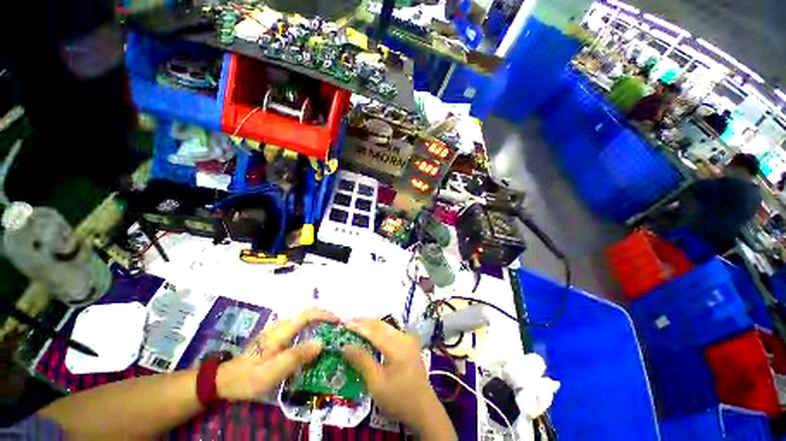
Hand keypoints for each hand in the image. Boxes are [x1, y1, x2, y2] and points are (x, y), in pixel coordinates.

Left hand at [216, 307, 337, 401]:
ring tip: (328, 330)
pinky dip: (310, 325)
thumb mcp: (273, 371)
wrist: (224, 380)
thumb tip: (321, 342)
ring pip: (302, 318)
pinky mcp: (274, 335)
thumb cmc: (249, 377)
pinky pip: (297, 325)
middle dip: (323, 315)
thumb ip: (297, 356)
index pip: (308, 314)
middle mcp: (280, 325)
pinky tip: (311, 337)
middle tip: (337, 325)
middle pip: (306, 313)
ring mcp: (276, 329)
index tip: (338, 321)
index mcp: (281, 331)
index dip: (325, 314)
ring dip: (317, 319)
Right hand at [343, 319, 456, 439]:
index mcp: (397, 346)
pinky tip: (370, 333)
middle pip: (381, 325)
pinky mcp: (409, 344)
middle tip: (347, 321)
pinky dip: (378, 330)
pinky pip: (391, 332)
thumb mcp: (376, 383)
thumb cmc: (398, 399)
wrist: (424, 410)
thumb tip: (346, 345)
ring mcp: (408, 340)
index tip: (343, 323)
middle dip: (364, 322)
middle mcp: (403, 337)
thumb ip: (362, 361)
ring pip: (386, 327)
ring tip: (356, 325)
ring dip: (371, 325)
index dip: (358, 326)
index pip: (373, 331)